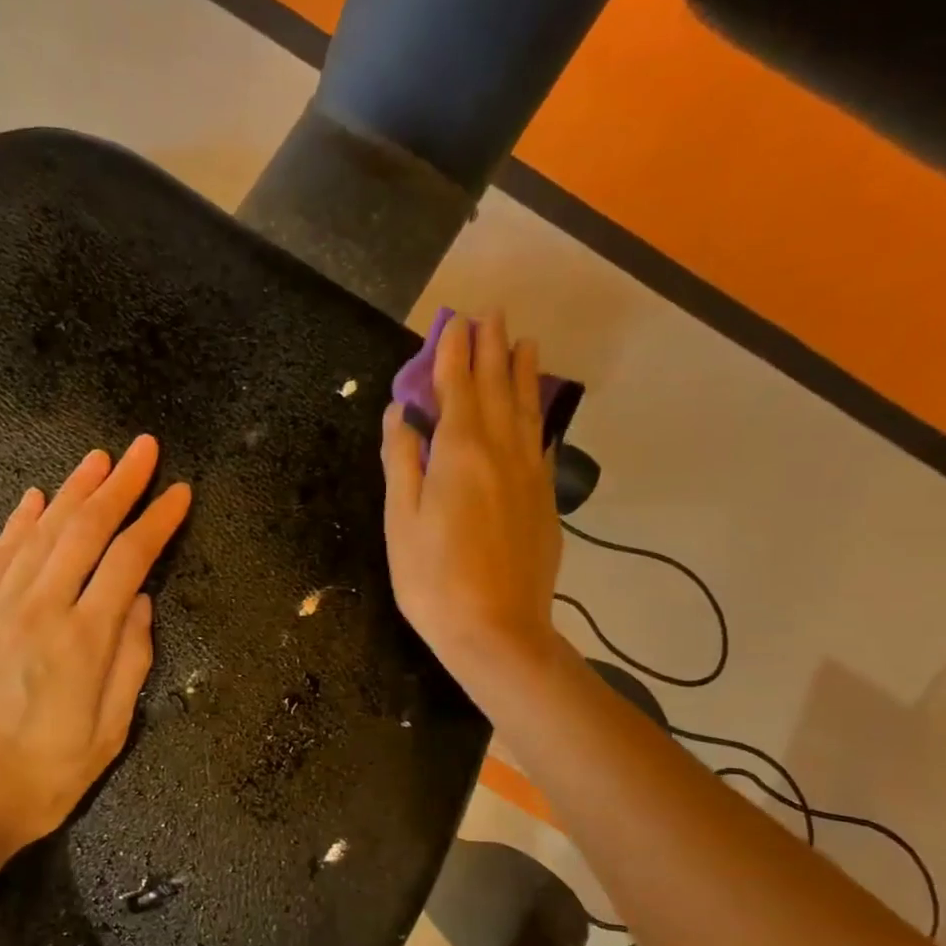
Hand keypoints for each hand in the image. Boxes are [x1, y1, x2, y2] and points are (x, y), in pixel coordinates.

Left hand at [0, 436, 191, 866]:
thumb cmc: (40, 780)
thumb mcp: (108, 734)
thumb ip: (130, 662)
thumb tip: (141, 603)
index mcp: (83, 640)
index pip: (129, 560)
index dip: (157, 521)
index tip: (180, 492)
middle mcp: (39, 609)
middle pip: (84, 529)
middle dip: (119, 485)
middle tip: (143, 449)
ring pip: (39, 532)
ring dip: (72, 490)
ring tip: (98, 458)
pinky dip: (18, 522)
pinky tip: (35, 498)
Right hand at [381, 311, 560, 689]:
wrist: (497, 630)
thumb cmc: (433, 579)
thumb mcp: (402, 520)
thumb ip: (402, 461)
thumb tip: (401, 412)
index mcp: (459, 452)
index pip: (457, 388)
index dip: (454, 353)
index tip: (456, 321)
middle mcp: (500, 451)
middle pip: (496, 389)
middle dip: (491, 349)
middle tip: (492, 316)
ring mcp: (529, 475)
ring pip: (526, 411)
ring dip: (523, 373)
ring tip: (524, 343)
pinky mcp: (544, 499)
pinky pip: (541, 442)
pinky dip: (537, 416)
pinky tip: (537, 410)